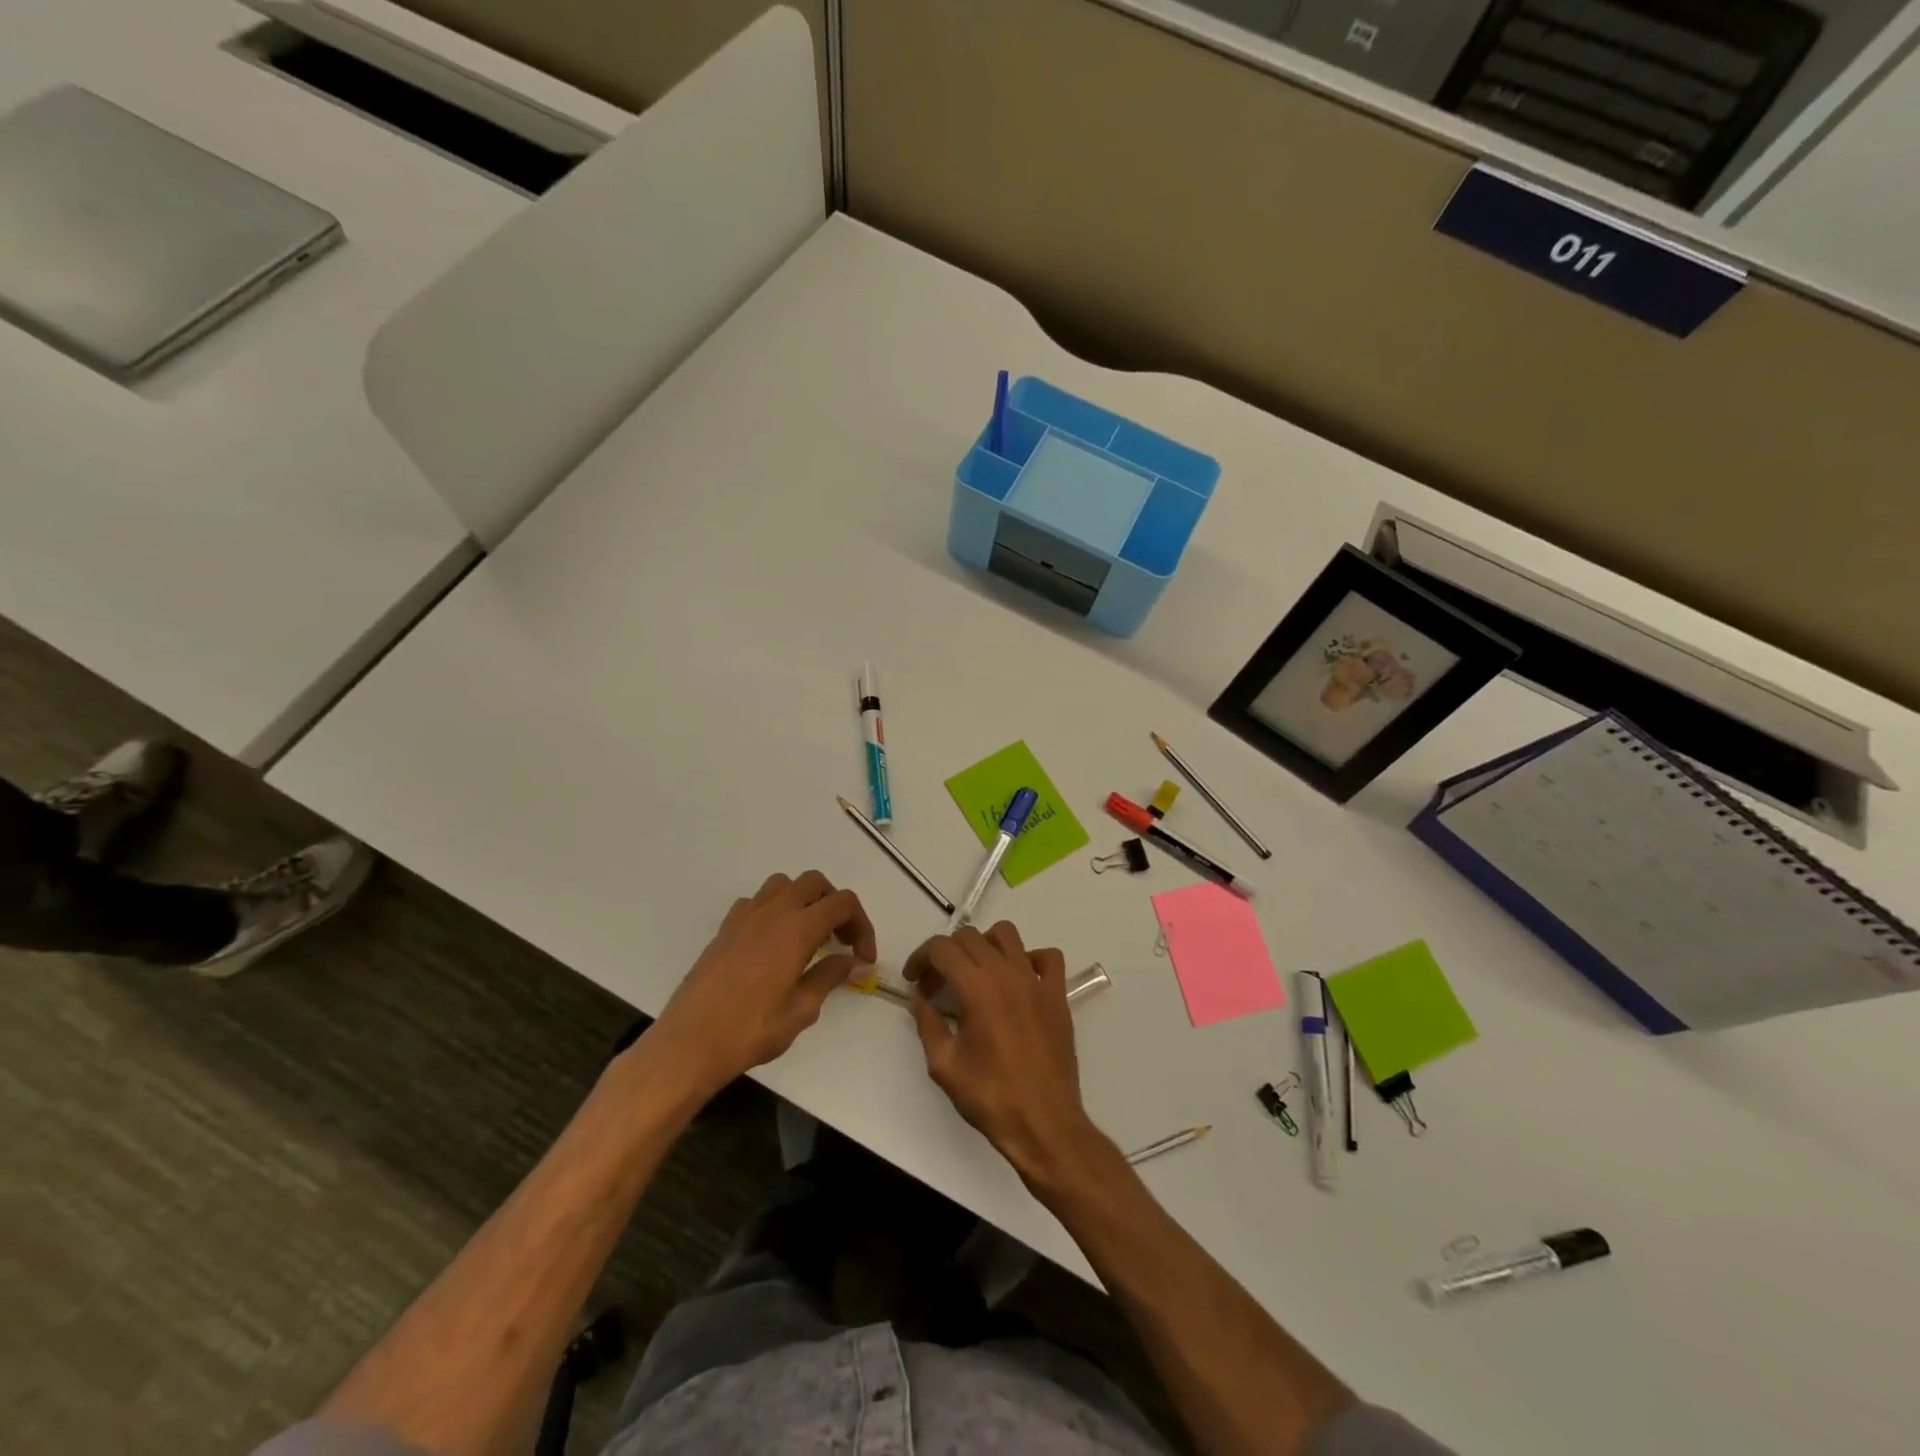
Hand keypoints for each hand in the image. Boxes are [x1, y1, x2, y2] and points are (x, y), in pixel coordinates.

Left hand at [648, 870, 876, 1096]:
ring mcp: (744, 917)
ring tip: (809, 935)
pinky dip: (773, 911)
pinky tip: (773, 944)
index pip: (843, 903)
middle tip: (840, 940)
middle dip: (835, 905)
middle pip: (815, 883)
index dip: (862, 924)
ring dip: (803, 901)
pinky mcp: (725, 930)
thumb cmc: (750, 1030)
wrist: (689, 1043)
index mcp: (797, 929)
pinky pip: (756, 903)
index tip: (863, 957)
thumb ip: (829, 976)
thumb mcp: (801, 1010)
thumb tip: (854, 961)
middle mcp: (772, 912)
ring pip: (783, 885)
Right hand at [904, 922, 1096, 1181]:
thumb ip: (928, 1025)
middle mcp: (1007, 974)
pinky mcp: (1057, 996)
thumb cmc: (990, 1097)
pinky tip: (1016, 981)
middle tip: (936, 986)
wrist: (1044, 1124)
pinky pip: (1047, 958)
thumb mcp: (944, 1065)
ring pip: (1008, 935)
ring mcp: (1036, 982)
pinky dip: (1029, 959)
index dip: (921, 957)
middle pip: (970, 937)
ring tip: (974, 974)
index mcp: (977, 988)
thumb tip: (919, 1001)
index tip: (913, 980)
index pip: (943, 948)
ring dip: (984, 945)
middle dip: (946, 954)